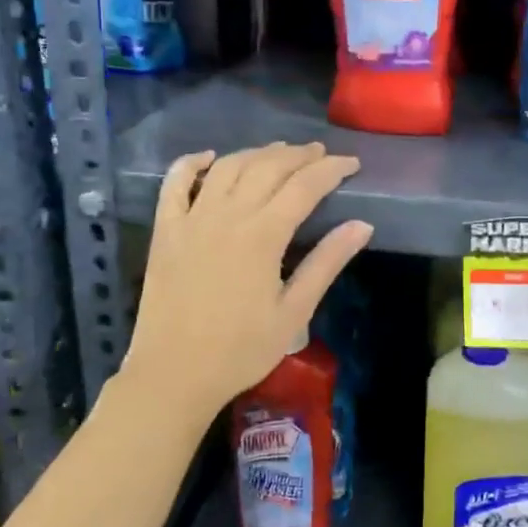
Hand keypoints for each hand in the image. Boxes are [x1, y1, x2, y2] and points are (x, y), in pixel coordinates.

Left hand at [124, 142, 371, 422]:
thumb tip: (362, 225)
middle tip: (320, 153)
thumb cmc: (241, 350)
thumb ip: (327, 263)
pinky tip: (209, 157)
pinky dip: (191, 163)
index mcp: (263, 235)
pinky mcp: (165, 231)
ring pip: (228, 168)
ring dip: (256, 153)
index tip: (352, 164)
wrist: (173, 374)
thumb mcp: (294, 312)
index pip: (304, 186)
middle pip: (267, 168)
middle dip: (298, 155)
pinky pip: (173, 183)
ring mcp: (191, 219)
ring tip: (279, 152)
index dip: (331, 169)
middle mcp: (227, 215)